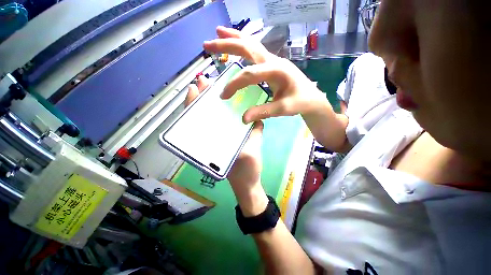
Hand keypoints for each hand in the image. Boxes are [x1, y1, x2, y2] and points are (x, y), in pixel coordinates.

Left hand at [185, 76, 267, 215]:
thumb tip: (256, 119)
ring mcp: (220, 140)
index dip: (194, 104)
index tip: (194, 88)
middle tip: (205, 82)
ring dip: (213, 104)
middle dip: (202, 99)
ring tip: (215, 89)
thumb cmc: (246, 172)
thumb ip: (253, 135)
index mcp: (211, 143)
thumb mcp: (249, 154)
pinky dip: (225, 115)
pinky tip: (230, 107)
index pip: (196, 120)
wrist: (247, 184)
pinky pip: (225, 125)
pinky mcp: (228, 140)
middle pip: (202, 116)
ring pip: (212, 120)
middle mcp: (213, 140)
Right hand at [204, 26, 325, 123]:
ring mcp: (273, 60)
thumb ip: (264, 112)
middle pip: (248, 47)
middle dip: (227, 45)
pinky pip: (255, 51)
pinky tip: (236, 44)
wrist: (312, 98)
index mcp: (277, 70)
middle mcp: (274, 61)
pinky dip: (243, 45)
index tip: (224, 95)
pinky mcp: (273, 64)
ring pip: (251, 44)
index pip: (249, 75)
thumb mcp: (283, 109)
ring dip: (234, 38)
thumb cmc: (300, 102)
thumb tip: (244, 118)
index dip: (234, 84)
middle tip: (207, 44)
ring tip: (217, 33)